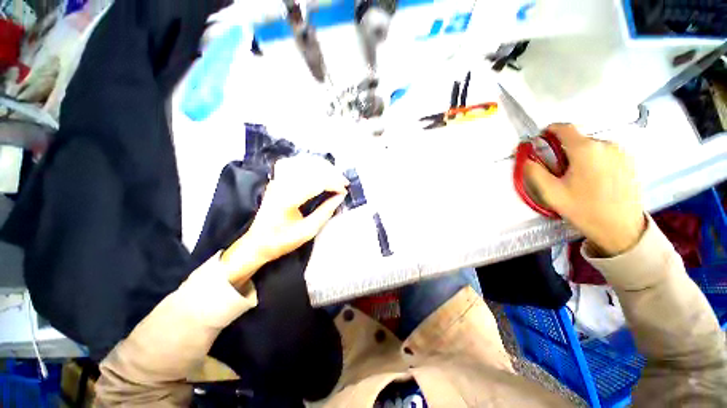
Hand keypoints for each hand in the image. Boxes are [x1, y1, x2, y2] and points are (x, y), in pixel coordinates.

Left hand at [221, 156, 348, 287]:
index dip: (333, 184)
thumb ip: (325, 212)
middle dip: (331, 173)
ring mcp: (277, 180)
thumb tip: (340, 197)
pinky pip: (293, 163)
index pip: (315, 182)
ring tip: (334, 174)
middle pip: (310, 168)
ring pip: (302, 162)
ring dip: (321, 166)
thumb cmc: (282, 241)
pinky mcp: (276, 180)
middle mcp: (280, 184)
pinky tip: (317, 169)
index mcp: (287, 199)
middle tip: (344, 182)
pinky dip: (308, 163)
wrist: (256, 243)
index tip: (345, 190)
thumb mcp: (308, 231)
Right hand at [524, 124, 645, 255]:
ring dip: (580, 156)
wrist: (621, 228)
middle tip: (559, 171)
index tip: (541, 140)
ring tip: (579, 178)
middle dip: (564, 150)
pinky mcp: (630, 160)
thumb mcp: (551, 193)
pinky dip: (595, 160)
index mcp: (585, 149)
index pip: (564, 127)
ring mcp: (621, 152)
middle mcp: (606, 144)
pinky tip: (595, 180)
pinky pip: (605, 153)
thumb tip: (526, 158)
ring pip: (592, 146)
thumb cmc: (584, 210)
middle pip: (577, 139)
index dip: (549, 131)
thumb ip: (534, 171)